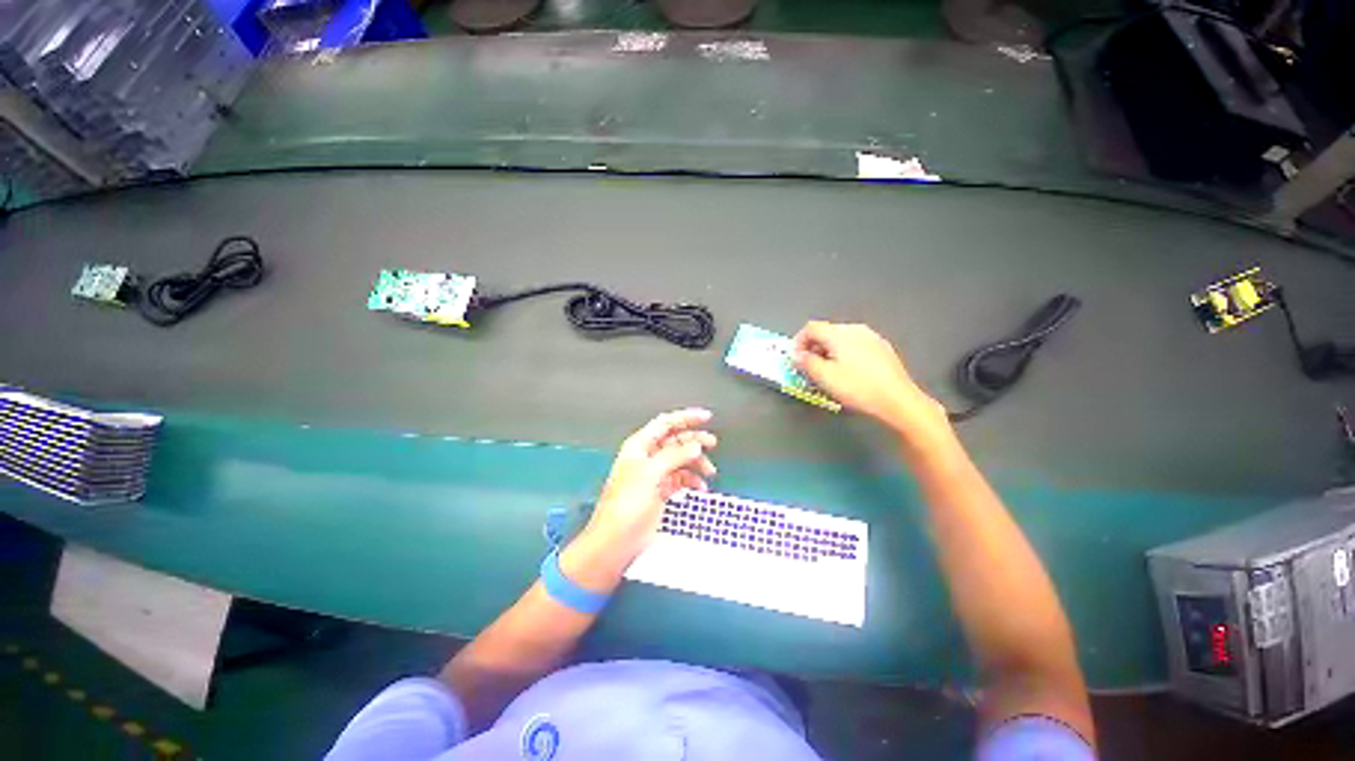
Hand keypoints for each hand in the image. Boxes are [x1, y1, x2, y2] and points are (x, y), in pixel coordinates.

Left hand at [561, 408, 716, 591]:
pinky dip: (691, 480)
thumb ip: (674, 456)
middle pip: (675, 440)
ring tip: (709, 471)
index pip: (665, 423)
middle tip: (712, 442)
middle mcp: (647, 457)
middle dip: (694, 440)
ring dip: (696, 463)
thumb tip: (694, 445)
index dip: (686, 417)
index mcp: (640, 446)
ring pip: (680, 460)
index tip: (706, 417)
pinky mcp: (660, 491)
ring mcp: (654, 474)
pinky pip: (680, 478)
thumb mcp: (650, 474)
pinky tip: (699, 486)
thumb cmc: (625, 505)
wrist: (616, 540)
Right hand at [794, 321, 949, 440]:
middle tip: (808, 366)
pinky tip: (848, 372)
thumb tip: (797, 354)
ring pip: (841, 338)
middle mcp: (855, 329)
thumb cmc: (857, 388)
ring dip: (828, 350)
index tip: (795, 357)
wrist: (897, 400)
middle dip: (813, 347)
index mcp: (839, 334)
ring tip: (827, 371)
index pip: (811, 328)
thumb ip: (806, 362)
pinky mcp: (882, 348)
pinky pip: (855, 345)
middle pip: (826, 331)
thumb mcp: (824, 377)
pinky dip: (844, 353)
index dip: (798, 341)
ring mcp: (871, 337)